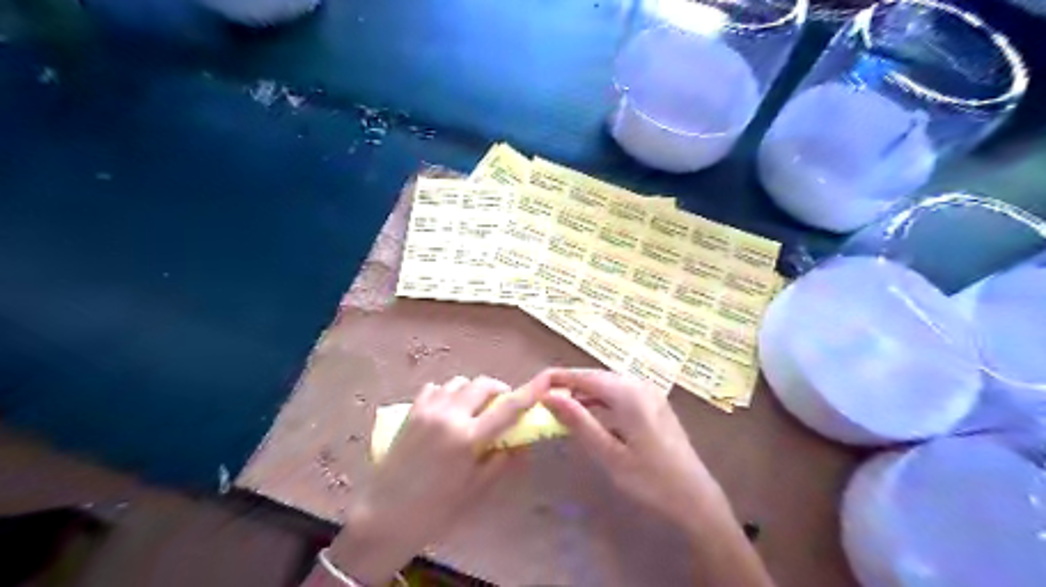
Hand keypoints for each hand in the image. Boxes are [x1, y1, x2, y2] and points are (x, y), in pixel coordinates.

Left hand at [327, 374, 547, 583]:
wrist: (385, 516)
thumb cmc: (436, 509)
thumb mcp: (476, 488)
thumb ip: (501, 460)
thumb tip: (520, 440)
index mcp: (468, 438)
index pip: (508, 408)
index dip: (530, 392)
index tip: (546, 381)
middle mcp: (449, 416)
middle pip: (483, 385)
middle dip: (498, 390)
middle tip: (501, 406)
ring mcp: (428, 410)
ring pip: (459, 382)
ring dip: (472, 391)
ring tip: (472, 410)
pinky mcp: (411, 411)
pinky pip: (436, 388)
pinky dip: (448, 393)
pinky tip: (447, 411)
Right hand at [539, 370, 720, 528]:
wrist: (695, 499)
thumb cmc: (650, 480)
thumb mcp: (609, 454)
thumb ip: (578, 421)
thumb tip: (548, 396)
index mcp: (628, 394)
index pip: (584, 376)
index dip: (558, 378)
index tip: (534, 386)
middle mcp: (640, 385)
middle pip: (596, 376)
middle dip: (569, 385)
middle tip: (544, 400)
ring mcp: (650, 393)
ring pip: (608, 384)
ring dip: (584, 393)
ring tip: (561, 408)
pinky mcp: (654, 404)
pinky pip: (620, 393)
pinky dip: (601, 400)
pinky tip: (590, 414)